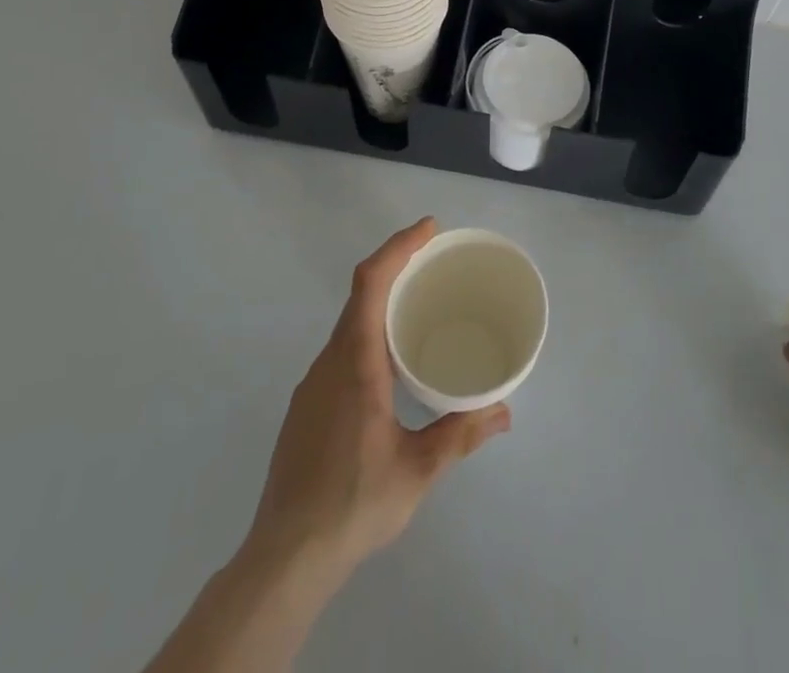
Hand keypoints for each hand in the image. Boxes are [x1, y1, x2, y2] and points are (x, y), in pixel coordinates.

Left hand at [247, 218, 510, 577]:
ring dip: (383, 303)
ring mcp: (313, 385)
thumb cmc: (353, 504)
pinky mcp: (307, 407)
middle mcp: (329, 362)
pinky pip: (342, 350)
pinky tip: (391, 367)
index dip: (398, 246)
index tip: (429, 228)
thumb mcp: (417, 470)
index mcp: (355, 362)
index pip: (371, 282)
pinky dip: (369, 334)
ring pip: (349, 324)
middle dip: (397, 267)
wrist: (284, 559)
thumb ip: (461, 434)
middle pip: (360, 294)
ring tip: (421, 310)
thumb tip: (504, 411)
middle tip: (436, 263)